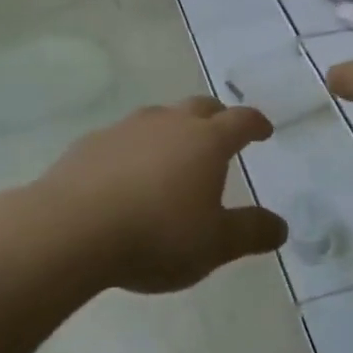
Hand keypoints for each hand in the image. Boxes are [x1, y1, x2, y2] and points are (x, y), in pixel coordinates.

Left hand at [39, 97, 285, 293]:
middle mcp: (169, 123)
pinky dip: (135, 148)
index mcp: (206, 141)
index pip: (241, 121)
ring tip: (173, 153)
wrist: (71, 230)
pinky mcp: (91, 143)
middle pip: (201, 107)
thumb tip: (281, 227)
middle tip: (222, 133)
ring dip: (173, 129)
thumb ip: (250, 233)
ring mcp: (127, 129)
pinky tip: (126, 174)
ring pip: (159, 117)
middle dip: (217, 117)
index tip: (264, 130)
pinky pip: (123, 138)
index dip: (256, 123)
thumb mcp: (213, 245)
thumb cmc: (156, 235)